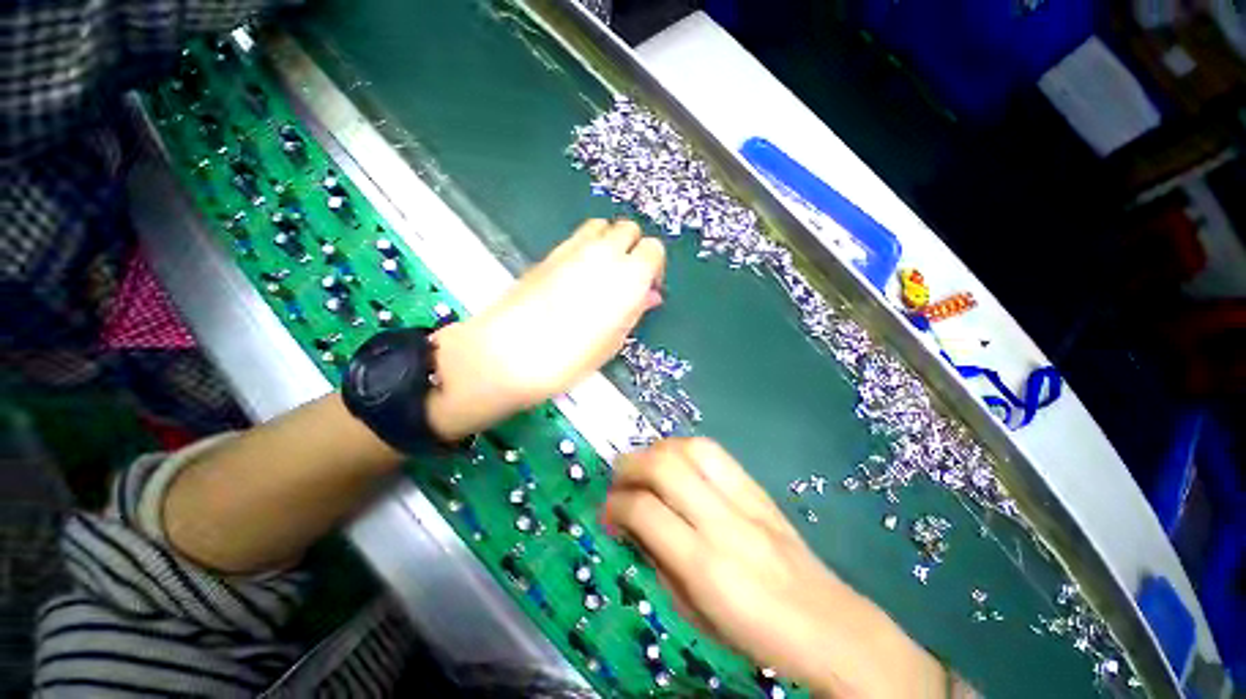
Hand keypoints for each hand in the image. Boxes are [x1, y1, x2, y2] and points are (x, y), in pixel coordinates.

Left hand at [427, 219, 663, 439]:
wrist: (508, 353)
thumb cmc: (570, 358)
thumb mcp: (612, 342)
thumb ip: (634, 311)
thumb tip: (649, 295)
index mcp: (628, 277)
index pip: (654, 249)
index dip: (654, 267)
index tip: (647, 287)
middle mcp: (604, 254)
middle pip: (629, 229)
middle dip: (633, 248)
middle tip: (626, 277)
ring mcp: (574, 248)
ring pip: (602, 226)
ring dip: (609, 242)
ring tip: (602, 273)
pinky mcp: (549, 252)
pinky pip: (577, 237)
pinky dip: (586, 247)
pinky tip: (577, 275)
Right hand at [602, 438, 946, 698]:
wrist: (831, 625)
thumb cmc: (754, 633)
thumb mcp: (694, 613)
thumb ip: (659, 562)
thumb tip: (632, 522)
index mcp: (705, 565)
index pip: (644, 510)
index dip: (615, 504)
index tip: (607, 512)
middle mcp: (724, 521)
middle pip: (666, 465)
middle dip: (630, 465)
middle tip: (620, 481)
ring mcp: (746, 499)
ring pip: (691, 447)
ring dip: (658, 450)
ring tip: (646, 467)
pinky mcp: (759, 489)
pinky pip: (714, 452)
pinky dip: (684, 449)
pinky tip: (678, 464)